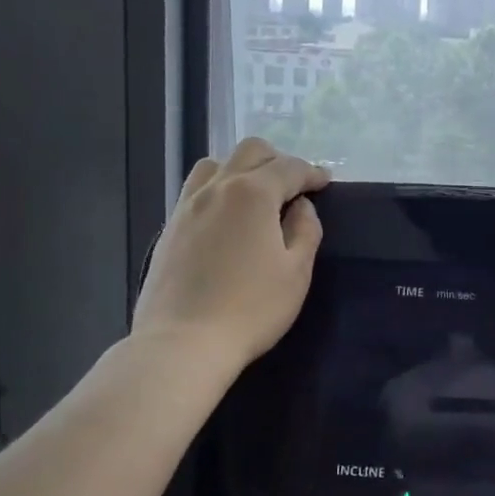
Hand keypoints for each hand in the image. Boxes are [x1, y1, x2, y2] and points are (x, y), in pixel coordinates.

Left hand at [133, 139, 330, 372]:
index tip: (325, 182)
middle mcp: (217, 188)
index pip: (289, 167)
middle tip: (293, 186)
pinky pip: (196, 190)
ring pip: (215, 165)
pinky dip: (218, 189)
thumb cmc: (251, 308)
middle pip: (249, 152)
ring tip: (256, 197)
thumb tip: (301, 207)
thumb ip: (305, 230)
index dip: (311, 172)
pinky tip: (226, 218)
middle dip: (277, 160)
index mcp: (252, 193)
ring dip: (241, 169)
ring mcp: (187, 206)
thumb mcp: (296, 272)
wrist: (183, 343)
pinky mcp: (169, 228)